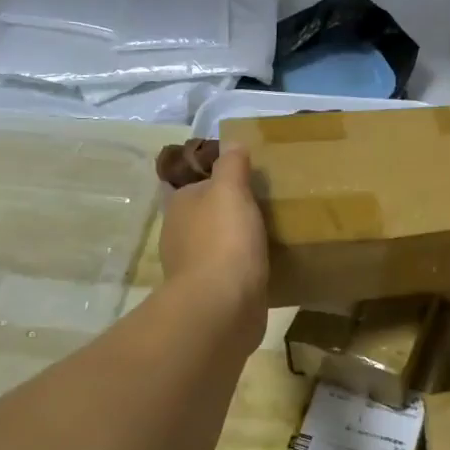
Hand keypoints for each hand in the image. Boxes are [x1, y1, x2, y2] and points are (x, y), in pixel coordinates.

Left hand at [160, 142, 268, 337]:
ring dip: (236, 241)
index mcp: (179, 207)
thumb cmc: (224, 240)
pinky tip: (266, 264)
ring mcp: (194, 268)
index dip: (217, 180)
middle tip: (263, 204)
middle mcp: (179, 236)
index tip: (245, 179)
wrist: (221, 308)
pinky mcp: (212, 295)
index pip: (194, 184)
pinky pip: (230, 273)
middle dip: (227, 211)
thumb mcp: (230, 190)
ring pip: (217, 245)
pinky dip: (243, 268)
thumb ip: (231, 165)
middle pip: (205, 215)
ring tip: (269, 233)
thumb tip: (231, 142)